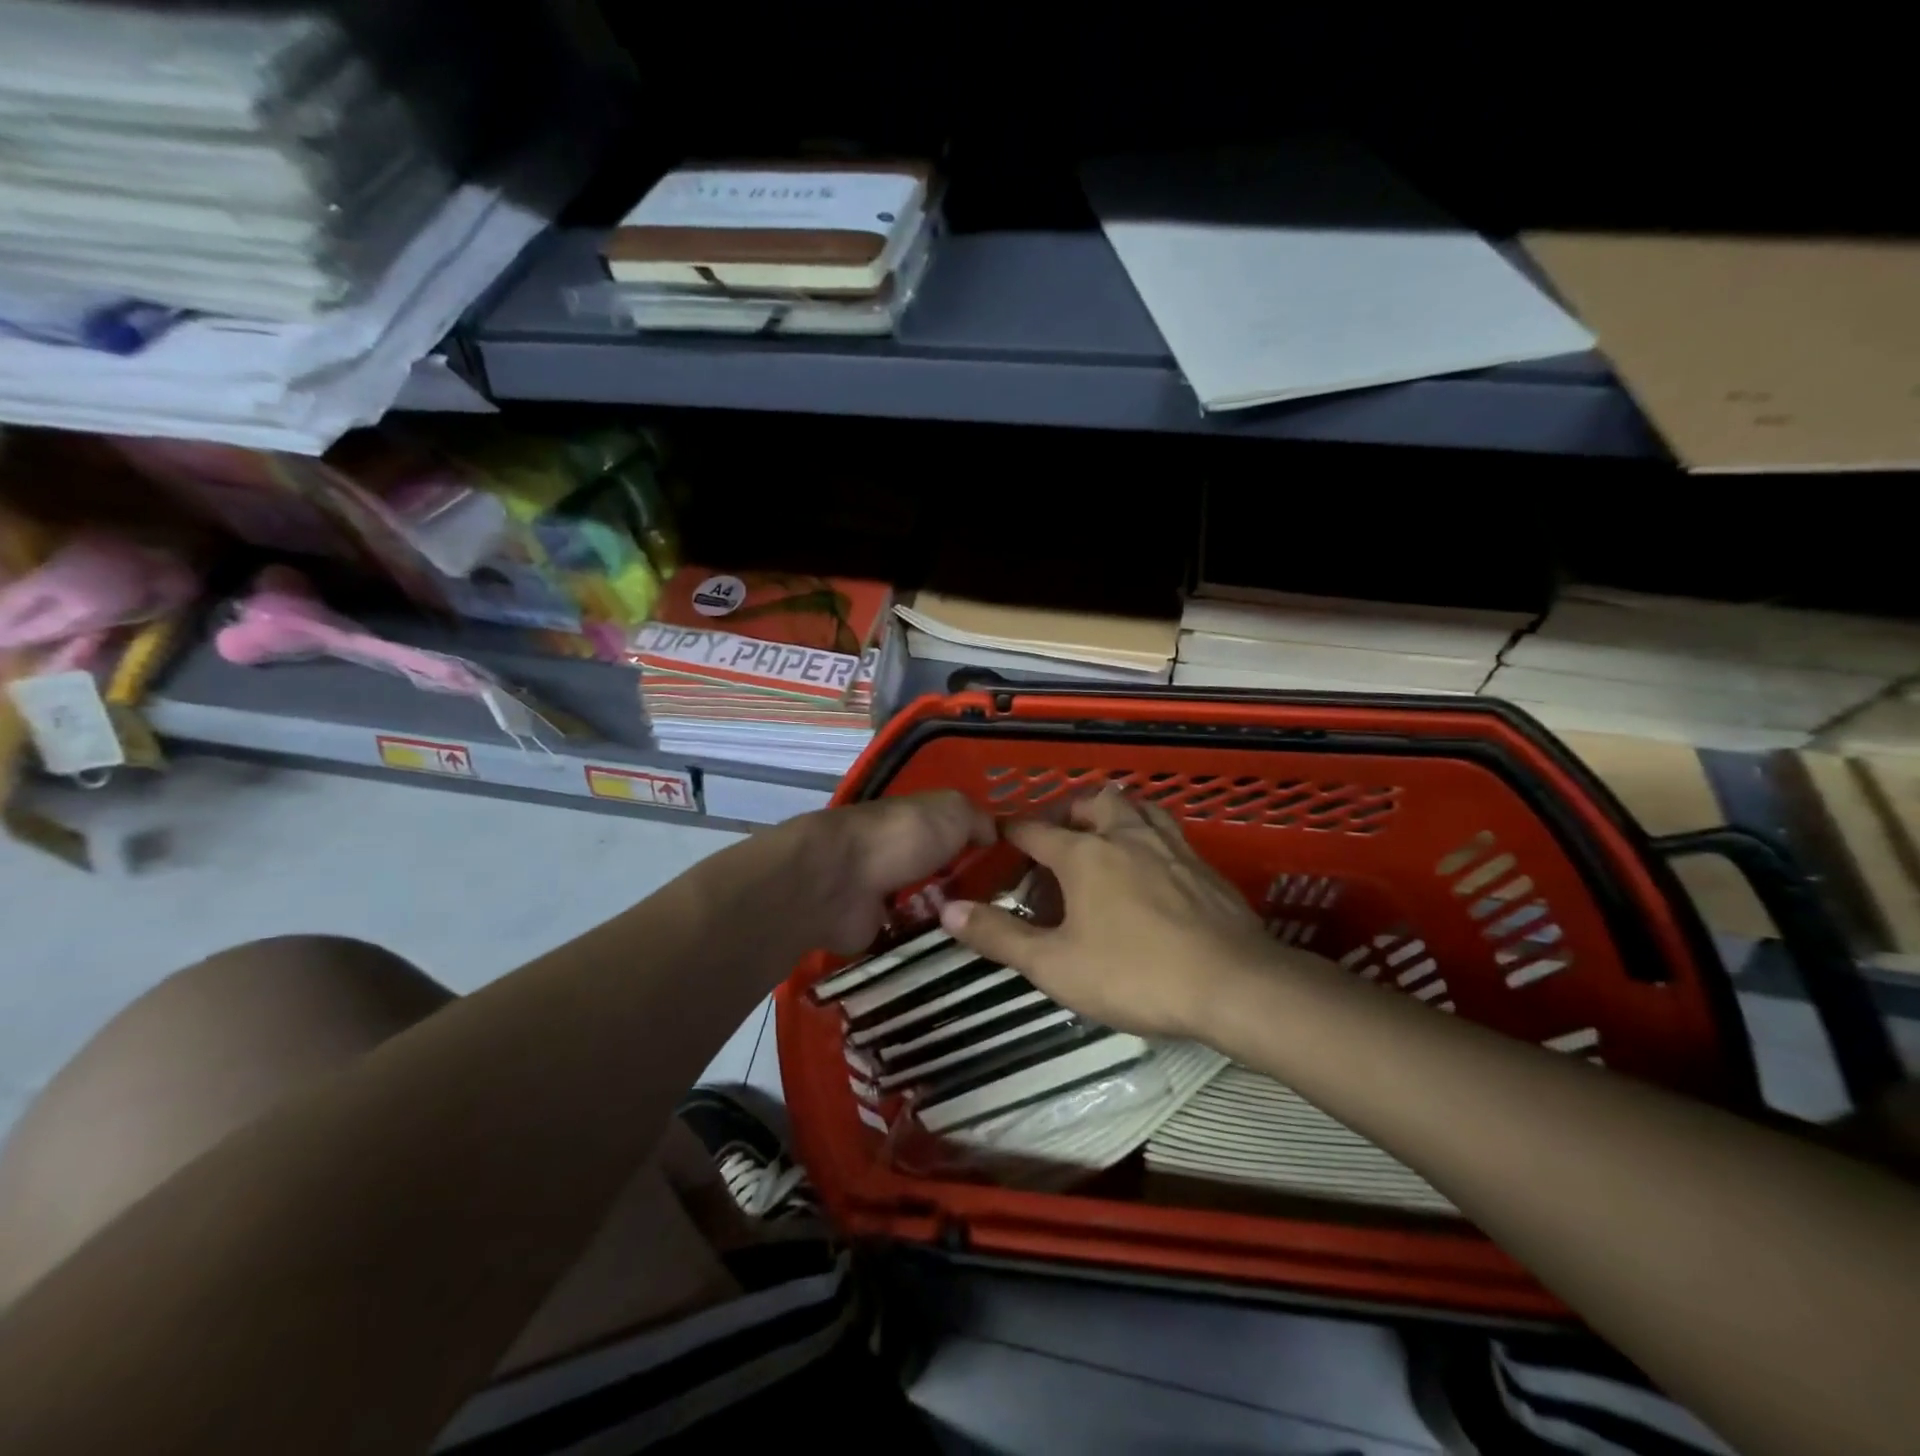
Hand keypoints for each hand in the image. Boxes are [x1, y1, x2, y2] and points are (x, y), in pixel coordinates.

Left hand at [799, 791, 996, 954]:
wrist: (840, 881)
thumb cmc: (901, 837)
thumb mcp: (952, 811)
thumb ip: (977, 819)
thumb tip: (993, 834)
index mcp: (916, 821)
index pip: (954, 832)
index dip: (982, 848)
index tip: (1015, 871)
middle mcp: (898, 853)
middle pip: (940, 871)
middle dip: (968, 889)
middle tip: (1010, 915)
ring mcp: (882, 892)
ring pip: (925, 906)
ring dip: (949, 919)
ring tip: (990, 941)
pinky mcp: (869, 928)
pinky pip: (906, 938)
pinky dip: (925, 946)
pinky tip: (958, 958)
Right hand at [940, 787, 1280, 1037]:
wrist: (1233, 985)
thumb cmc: (1134, 974)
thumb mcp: (1055, 965)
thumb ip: (999, 936)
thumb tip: (948, 910)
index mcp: (1085, 854)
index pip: (1036, 830)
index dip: (1013, 832)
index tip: (1000, 837)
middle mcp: (1127, 836)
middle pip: (1094, 802)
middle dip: (1070, 812)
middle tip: (1059, 837)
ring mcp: (1171, 848)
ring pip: (1139, 808)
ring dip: (1115, 814)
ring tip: (1105, 837)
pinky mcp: (1204, 868)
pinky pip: (1169, 833)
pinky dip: (1149, 837)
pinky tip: (1152, 868)